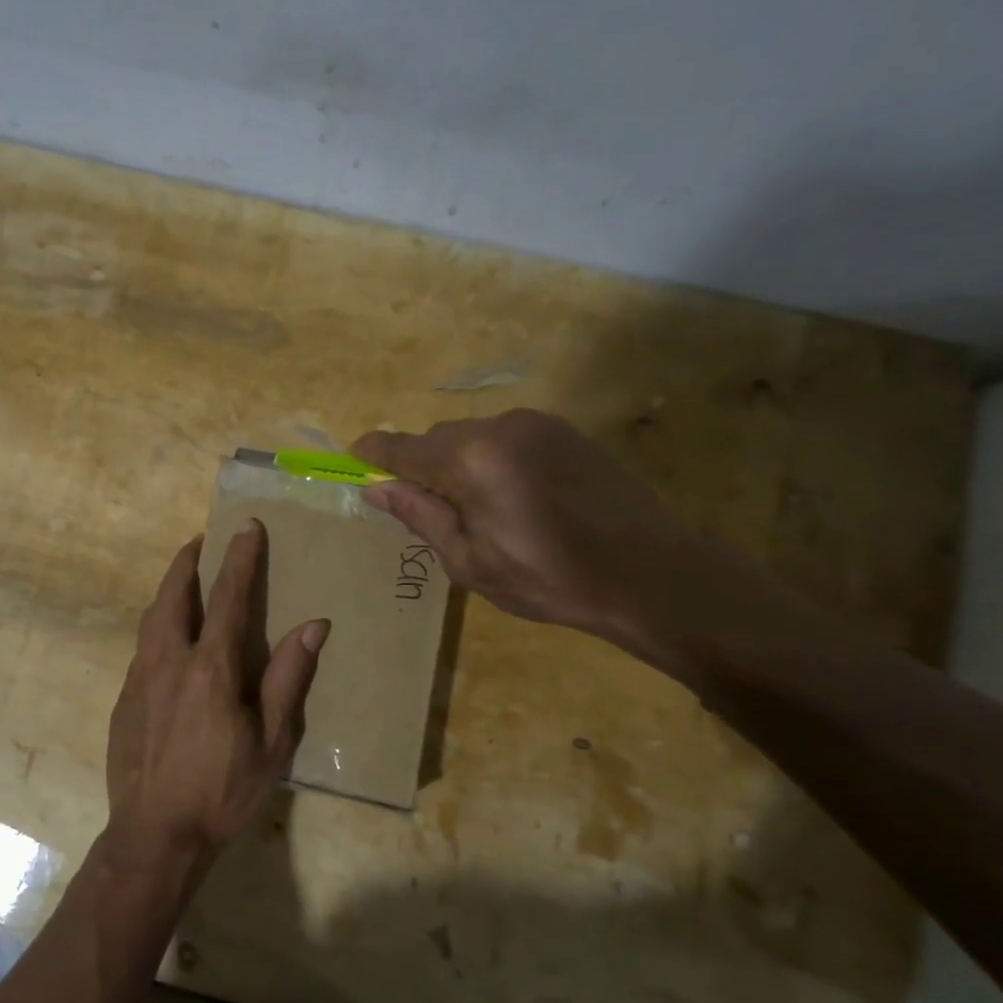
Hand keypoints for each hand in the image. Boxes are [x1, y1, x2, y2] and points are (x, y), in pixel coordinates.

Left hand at [104, 522, 328, 864]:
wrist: (155, 835)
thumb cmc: (222, 790)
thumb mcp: (272, 742)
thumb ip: (288, 678)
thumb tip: (313, 625)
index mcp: (210, 668)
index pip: (228, 598)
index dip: (239, 559)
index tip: (245, 527)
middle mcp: (168, 662)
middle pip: (173, 596)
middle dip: (187, 562)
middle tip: (200, 541)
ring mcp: (139, 679)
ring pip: (151, 619)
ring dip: (167, 591)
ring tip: (182, 579)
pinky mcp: (123, 700)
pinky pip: (142, 649)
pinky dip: (157, 628)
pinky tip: (167, 642)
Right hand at [353, 410, 738, 656]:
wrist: (649, 574)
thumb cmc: (549, 578)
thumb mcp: (470, 561)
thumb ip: (420, 516)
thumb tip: (375, 489)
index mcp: (472, 460)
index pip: (403, 448)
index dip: (374, 454)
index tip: (353, 460)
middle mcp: (501, 427)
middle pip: (437, 438)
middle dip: (420, 466)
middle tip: (424, 510)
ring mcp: (538, 424)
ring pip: (472, 436)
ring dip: (458, 463)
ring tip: (475, 511)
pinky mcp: (565, 431)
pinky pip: (506, 438)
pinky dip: (491, 460)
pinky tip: (511, 498)